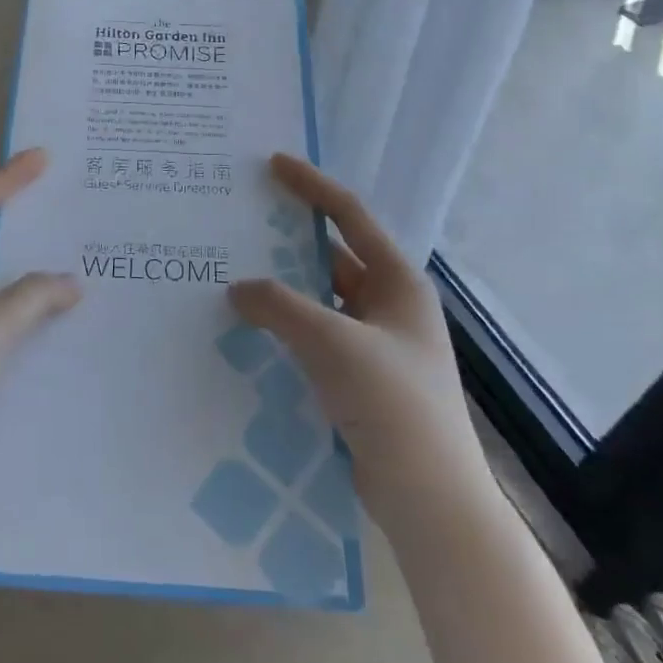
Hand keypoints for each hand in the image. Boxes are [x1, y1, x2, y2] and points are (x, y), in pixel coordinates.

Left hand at [0, 147, 80, 516]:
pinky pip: (7, 316)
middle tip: (73, 201)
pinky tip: (69, 314)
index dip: (10, 178)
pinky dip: (34, 306)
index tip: (46, 157)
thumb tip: (70, 282)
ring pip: (1, 279)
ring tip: (82, 252)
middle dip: (27, 217)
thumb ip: (30, 299)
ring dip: (35, 265)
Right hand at [228, 154, 489, 525]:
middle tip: (241, 221)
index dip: (312, 186)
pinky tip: (250, 328)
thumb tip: (238, 287)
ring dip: (284, 288)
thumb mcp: (333, 343)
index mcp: (398, 282)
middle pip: (332, 256)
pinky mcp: (360, 377)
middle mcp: (389, 304)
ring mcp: (376, 343)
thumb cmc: (393, 404)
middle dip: (289, 239)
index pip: (350, 217)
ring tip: (233, 271)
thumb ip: (281, 306)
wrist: (429, 498)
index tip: (273, 164)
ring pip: (320, 299)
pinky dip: (286, 326)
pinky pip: (315, 335)